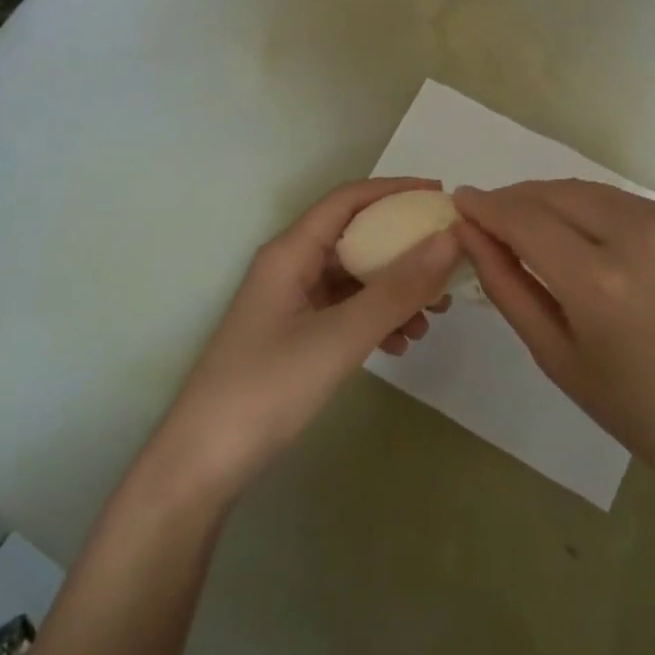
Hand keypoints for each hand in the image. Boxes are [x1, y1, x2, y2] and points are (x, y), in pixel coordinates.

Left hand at [150, 178, 462, 503]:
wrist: (204, 464)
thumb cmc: (268, 389)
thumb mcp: (340, 337)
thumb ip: (396, 289)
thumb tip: (449, 240)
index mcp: (291, 252)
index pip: (348, 200)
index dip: (395, 190)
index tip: (443, 199)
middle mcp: (291, 267)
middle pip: (355, 238)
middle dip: (404, 249)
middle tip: (449, 268)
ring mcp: (292, 303)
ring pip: (354, 278)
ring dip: (395, 290)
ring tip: (432, 318)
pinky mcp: (295, 335)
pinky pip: (346, 311)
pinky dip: (376, 319)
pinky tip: (400, 345)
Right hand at [455, 179, 654, 497]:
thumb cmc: (641, 410)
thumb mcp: (558, 358)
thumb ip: (509, 289)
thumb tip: (470, 236)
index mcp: (599, 282)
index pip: (523, 220)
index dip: (485, 206)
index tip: (457, 202)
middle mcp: (635, 235)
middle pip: (551, 193)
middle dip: (511, 199)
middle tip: (485, 219)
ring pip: (582, 189)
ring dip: (545, 198)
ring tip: (522, 224)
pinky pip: (614, 199)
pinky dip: (582, 205)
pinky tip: (572, 231)